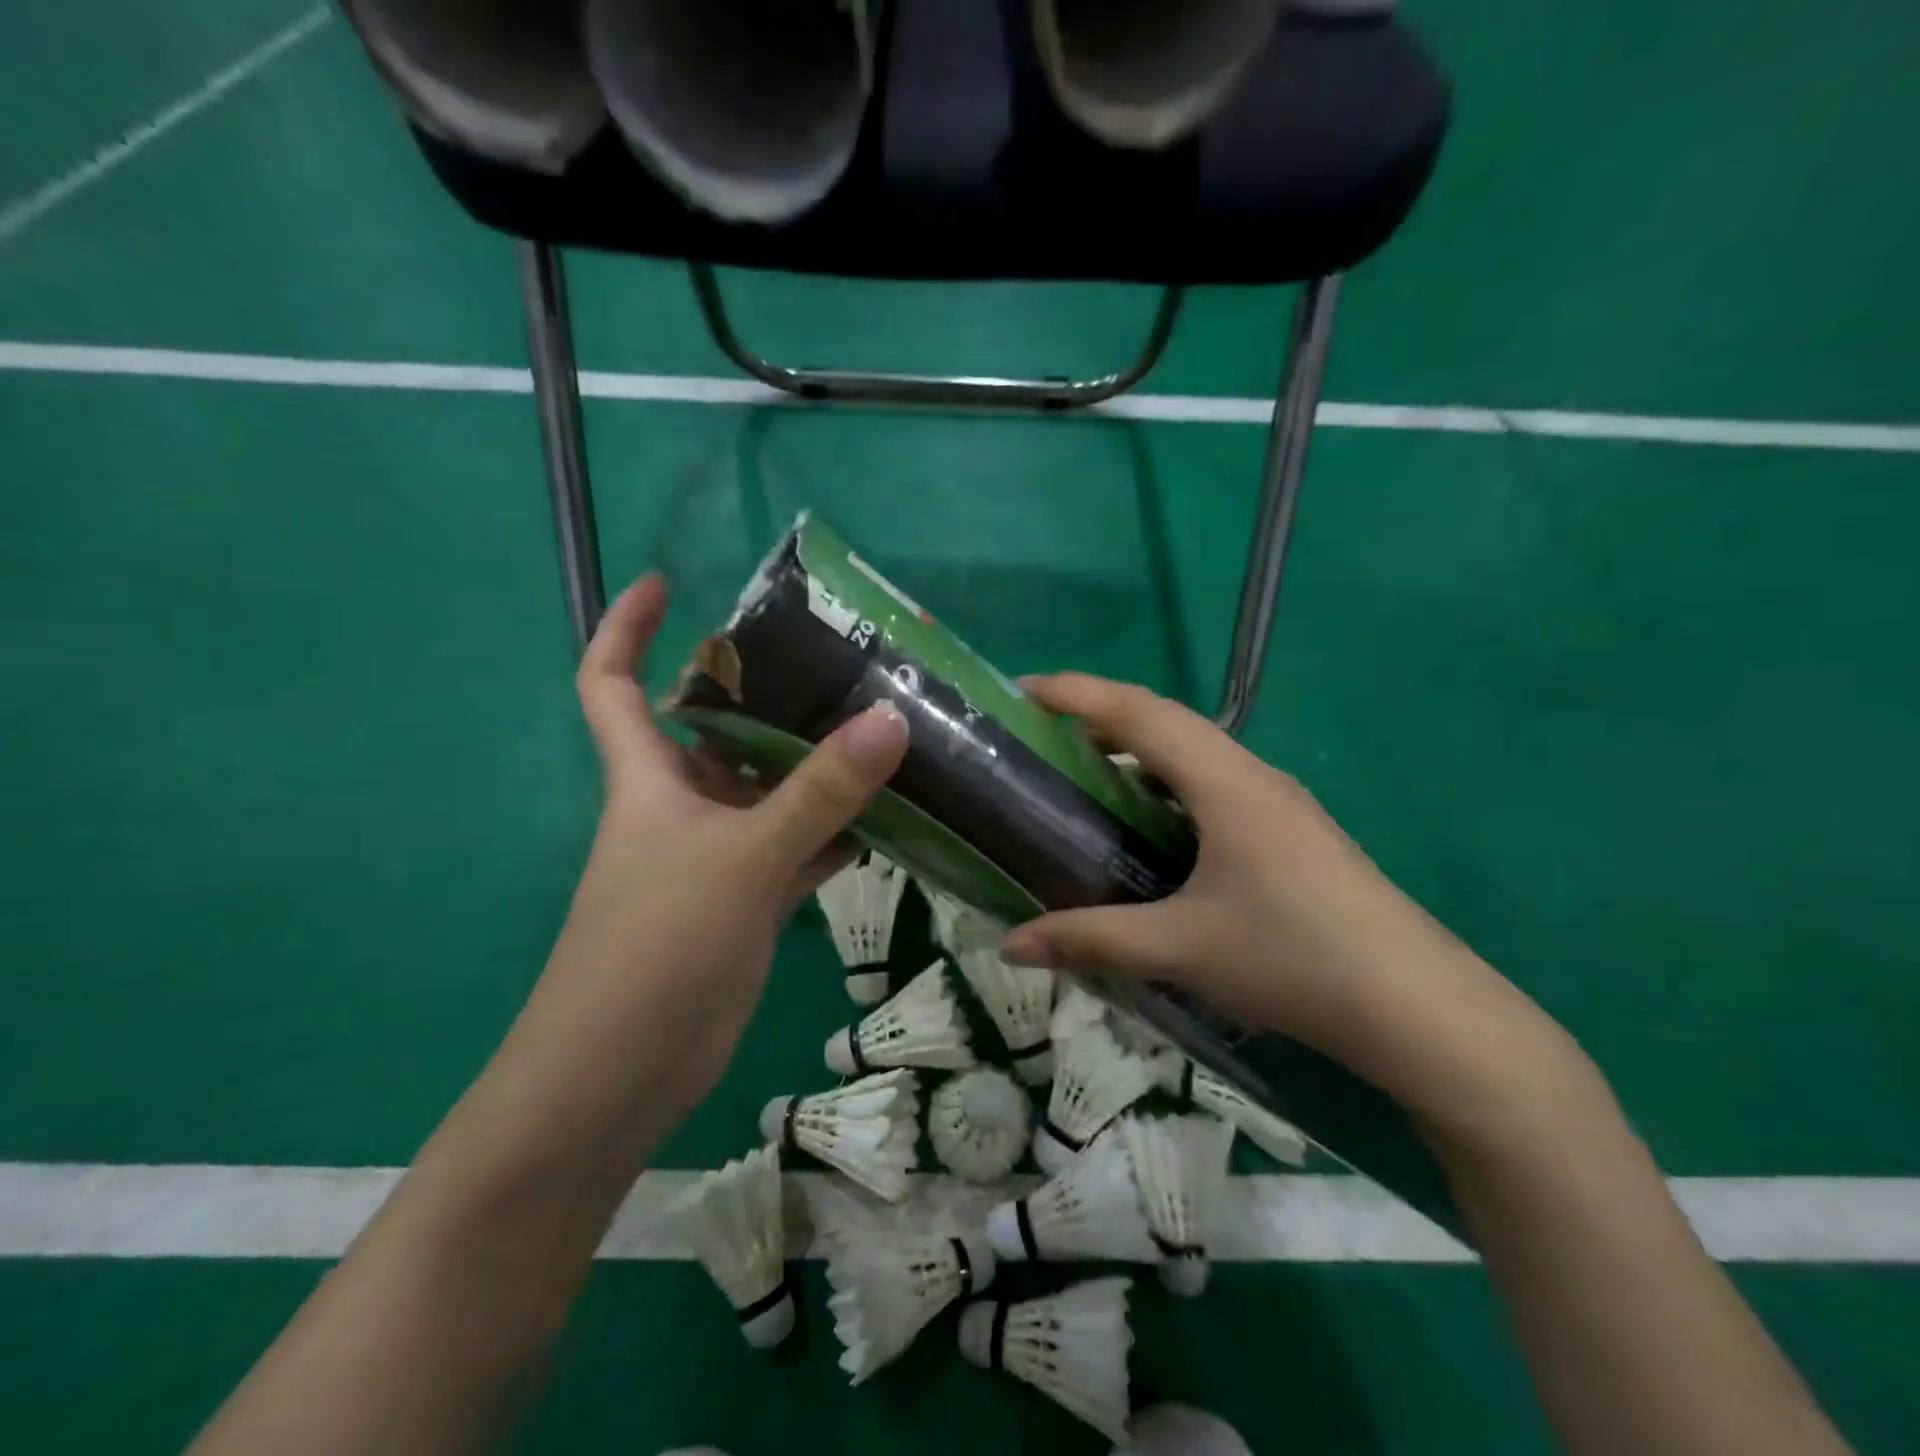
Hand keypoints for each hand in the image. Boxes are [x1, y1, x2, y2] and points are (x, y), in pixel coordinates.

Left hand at [529, 574, 909, 1114]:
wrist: (623, 1075)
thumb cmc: (657, 947)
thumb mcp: (743, 858)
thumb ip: (819, 792)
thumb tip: (890, 718)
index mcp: (648, 777)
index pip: (611, 682)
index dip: (627, 627)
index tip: (666, 583)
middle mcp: (680, 804)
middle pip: (717, 728)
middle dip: (764, 690)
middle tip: (837, 659)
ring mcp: (717, 853)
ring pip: (770, 789)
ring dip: (817, 764)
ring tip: (884, 726)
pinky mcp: (747, 898)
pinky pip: (798, 845)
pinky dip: (838, 830)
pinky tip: (892, 815)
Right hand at [998, 673, 1509, 1089]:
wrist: (1419, 1008)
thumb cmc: (1293, 958)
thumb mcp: (1180, 948)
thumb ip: (1091, 939)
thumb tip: (1011, 944)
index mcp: (1224, 781)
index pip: (1137, 712)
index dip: (1075, 693)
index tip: (1021, 690)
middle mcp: (1251, 776)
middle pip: (1164, 722)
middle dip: (1099, 717)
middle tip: (1041, 737)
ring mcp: (1278, 804)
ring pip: (1194, 755)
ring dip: (1137, 752)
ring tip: (1086, 777)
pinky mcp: (1291, 834)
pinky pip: (1213, 787)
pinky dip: (1167, 788)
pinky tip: (1151, 832)